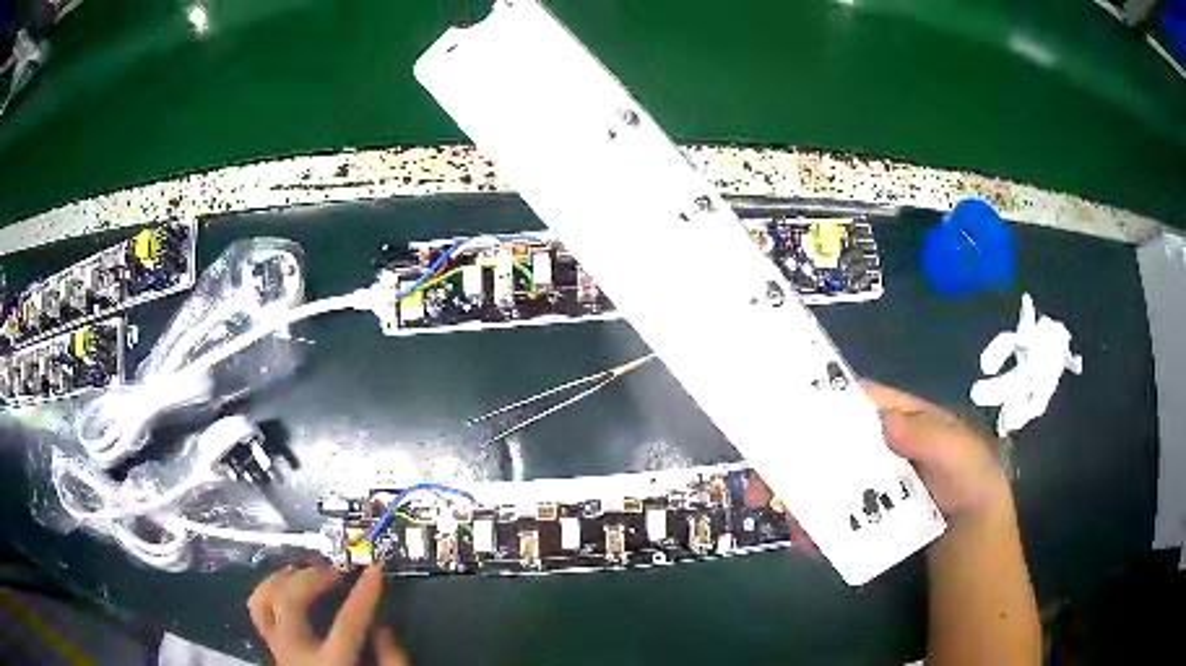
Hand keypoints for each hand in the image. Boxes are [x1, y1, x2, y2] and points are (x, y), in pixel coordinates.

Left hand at [248, 564, 407, 665]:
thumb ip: (390, 660)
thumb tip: (382, 628)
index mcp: (330, 664)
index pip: (347, 624)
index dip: (363, 594)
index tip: (376, 570)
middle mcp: (296, 651)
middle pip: (291, 602)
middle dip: (311, 578)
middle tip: (335, 572)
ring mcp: (278, 647)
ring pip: (263, 599)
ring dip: (283, 578)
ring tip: (305, 571)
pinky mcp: (271, 644)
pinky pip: (257, 608)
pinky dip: (268, 588)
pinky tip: (287, 583)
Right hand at [746, 381, 1009, 547]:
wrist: (969, 524)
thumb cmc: (969, 477)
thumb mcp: (960, 452)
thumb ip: (930, 437)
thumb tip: (883, 421)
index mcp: (894, 415)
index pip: (851, 400)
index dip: (815, 404)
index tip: (778, 422)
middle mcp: (873, 441)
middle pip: (823, 440)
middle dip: (788, 459)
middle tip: (762, 487)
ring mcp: (866, 475)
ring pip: (821, 477)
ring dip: (796, 497)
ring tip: (790, 525)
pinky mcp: (862, 506)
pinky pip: (830, 510)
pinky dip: (813, 524)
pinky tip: (808, 543)